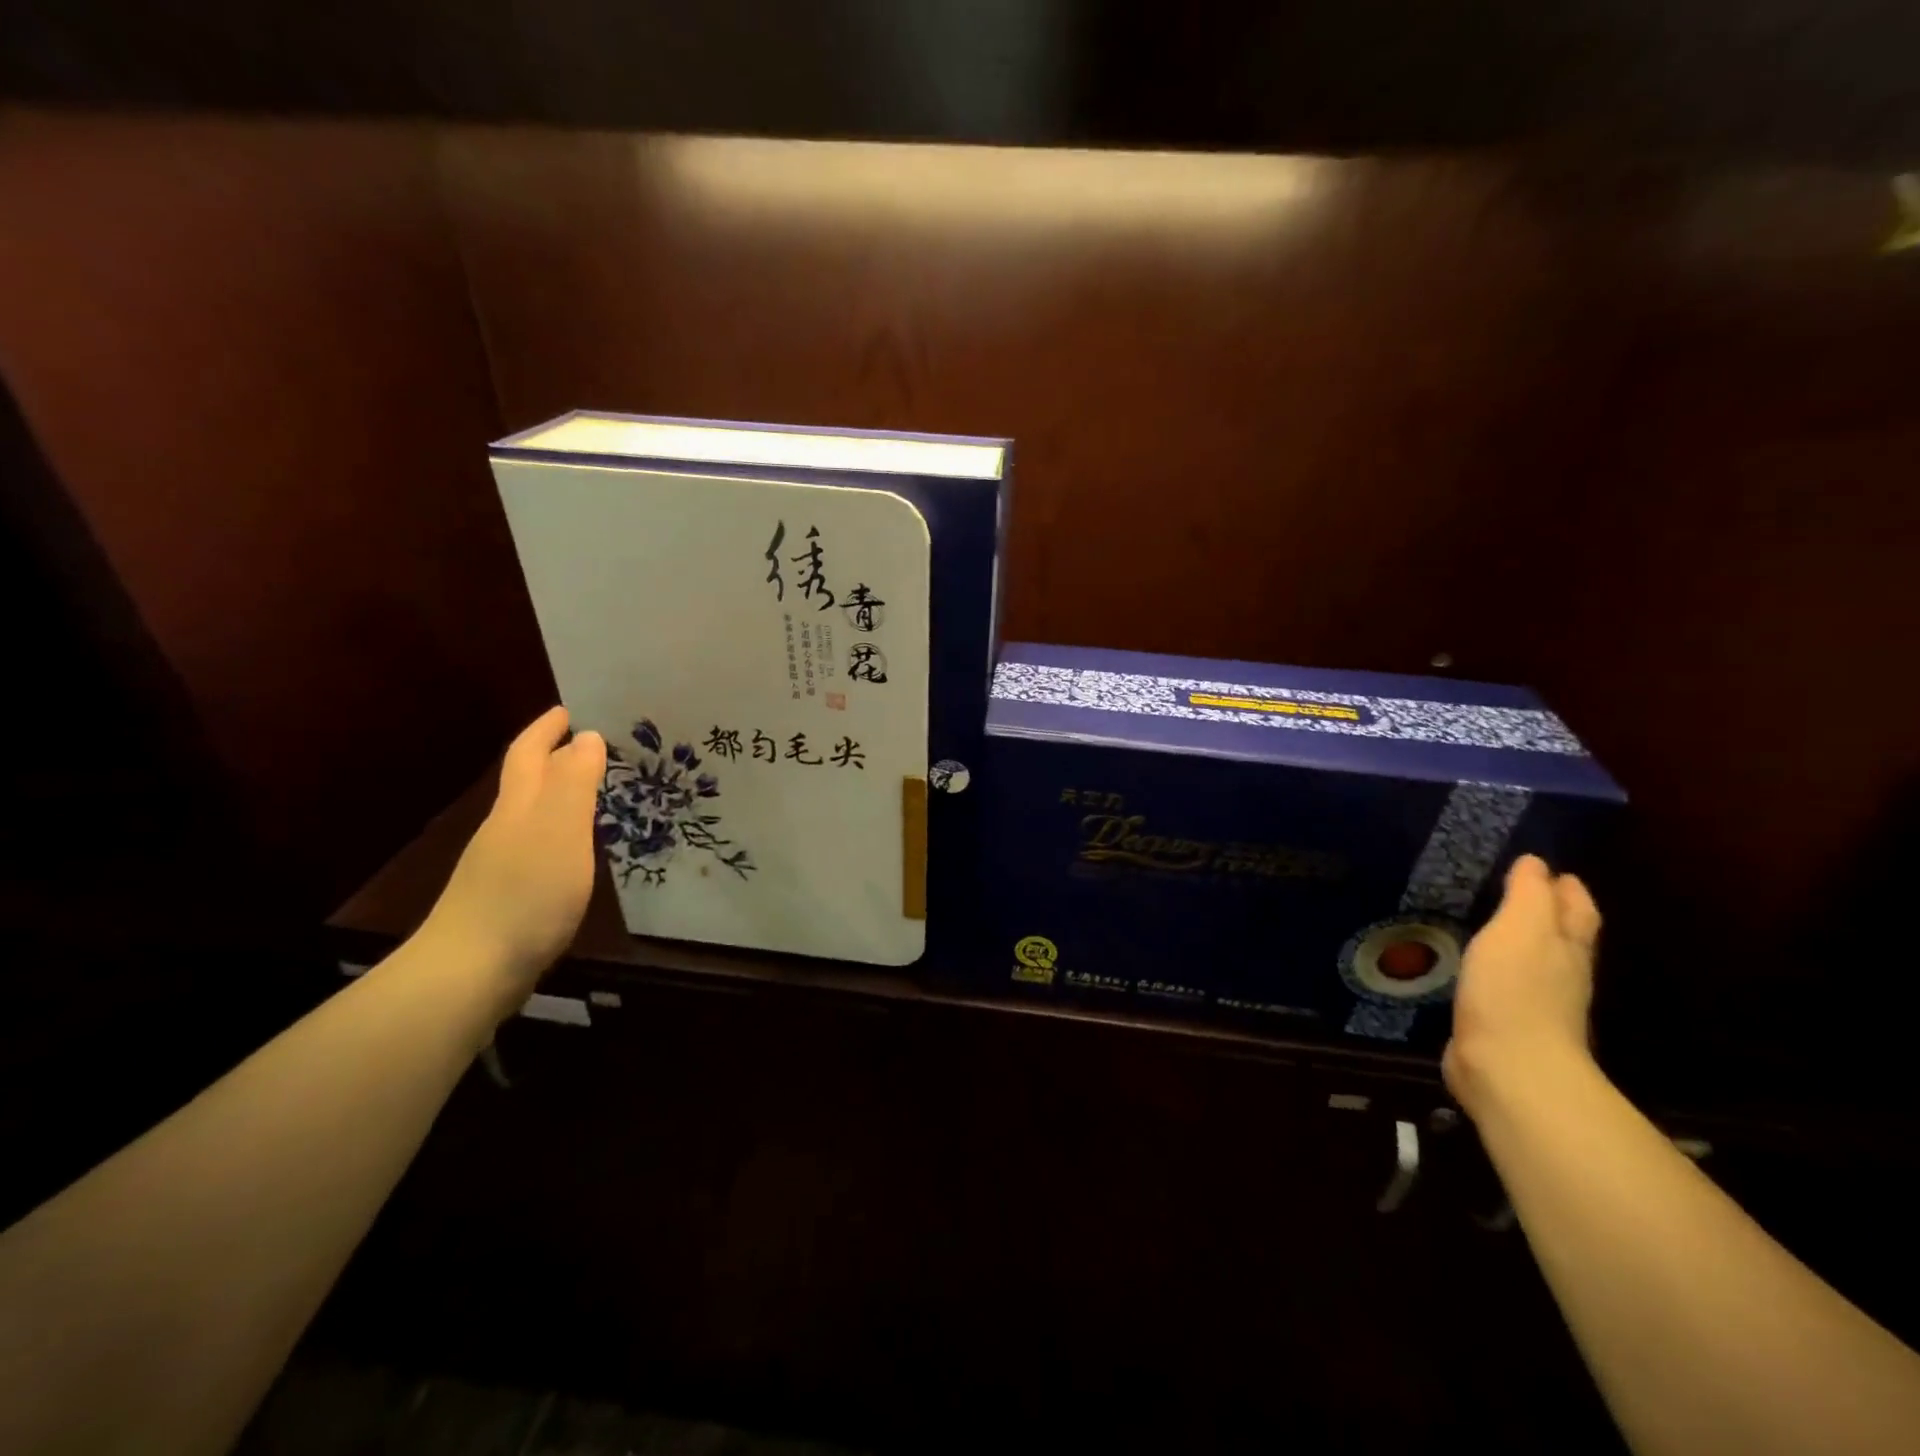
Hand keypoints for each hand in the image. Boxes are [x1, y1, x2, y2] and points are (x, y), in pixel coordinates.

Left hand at [420, 707, 605, 1015]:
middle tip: (590, 746)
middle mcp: (505, 828)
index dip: (545, 729)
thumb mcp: (560, 830)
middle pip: (527, 783)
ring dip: (558, 796)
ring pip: (532, 815)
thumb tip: (586, 736)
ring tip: (592, 792)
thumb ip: (575, 782)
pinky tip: (574, 852)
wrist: (470, 971)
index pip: (528, 754)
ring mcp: (501, 865)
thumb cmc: (525, 892)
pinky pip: (538, 847)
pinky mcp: (508, 897)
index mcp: (518, 807)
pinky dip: (559, 833)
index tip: (567, 709)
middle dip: (552, 758)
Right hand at [1443, 854, 1600, 1118]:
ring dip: (1523, 944)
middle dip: (1551, 915)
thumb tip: (1537, 863)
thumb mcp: (1520, 928)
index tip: (1551, 870)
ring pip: (1537, 962)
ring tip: (1497, 927)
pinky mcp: (1507, 1026)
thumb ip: (1528, 894)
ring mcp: (1538, 1004)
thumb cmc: (1516, 988)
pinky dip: (1499, 972)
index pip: (1576, 909)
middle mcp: (1562, 973)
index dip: (1567, 888)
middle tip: (1525, 893)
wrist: (1509, 1066)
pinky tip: (1479, 969)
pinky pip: (1507, 987)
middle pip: (1564, 937)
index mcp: (1567, 946)